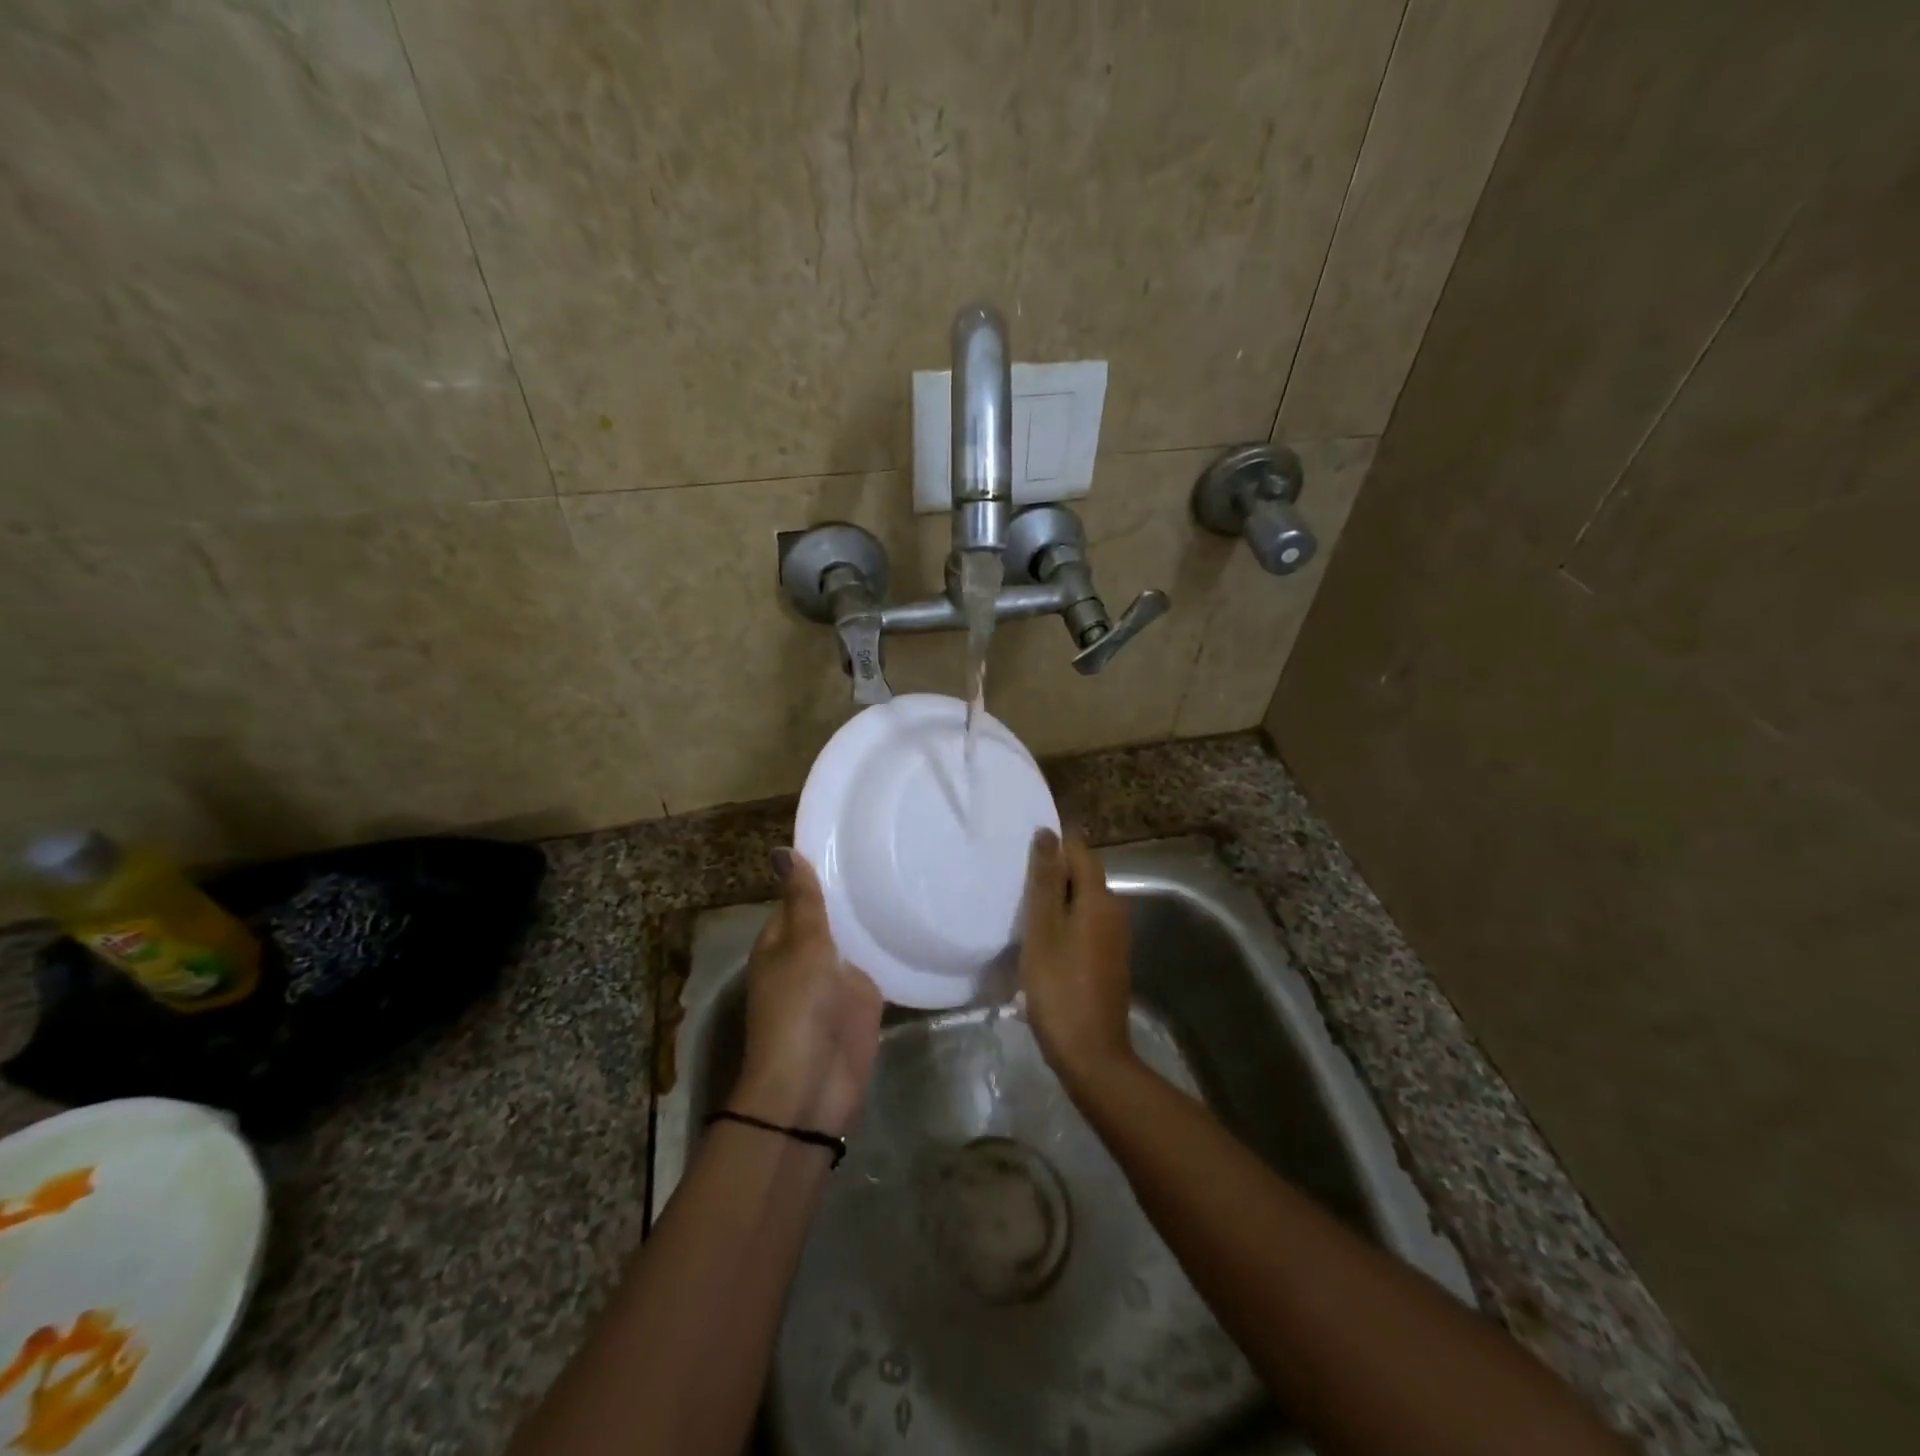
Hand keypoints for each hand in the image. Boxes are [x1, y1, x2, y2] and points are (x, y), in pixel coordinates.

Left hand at [731, 848, 883, 1137]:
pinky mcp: (863, 1000)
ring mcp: (836, 979)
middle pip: (830, 917)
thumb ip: (803, 899)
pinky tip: (916, 918)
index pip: (799, 896)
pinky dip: (891, 947)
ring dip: (873, 918)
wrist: (814, 1082)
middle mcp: (807, 956)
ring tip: (909, 872)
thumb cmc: (798, 1007)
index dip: (820, 871)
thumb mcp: (801, 945)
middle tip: (891, 846)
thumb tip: (783, 850)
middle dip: (853, 893)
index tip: (853, 837)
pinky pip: (878, 964)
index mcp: (781, 940)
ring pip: (855, 939)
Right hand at [1019, 829, 1135, 1093]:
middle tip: (1015, 878)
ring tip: (1022, 905)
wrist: (1091, 1054)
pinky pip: (1086, 923)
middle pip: (1083, 874)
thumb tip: (1048, 833)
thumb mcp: (1042, 930)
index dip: (1054, 843)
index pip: (1080, 850)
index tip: (1022, 847)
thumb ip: (1044, 881)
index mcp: (1099, 899)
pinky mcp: (1110, 958)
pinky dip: (1065, 920)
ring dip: (1057, 898)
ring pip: (1084, 900)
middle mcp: (1115, 910)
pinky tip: (1041, 936)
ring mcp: (1115, 936)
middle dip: (1053, 871)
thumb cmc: (1059, 988)